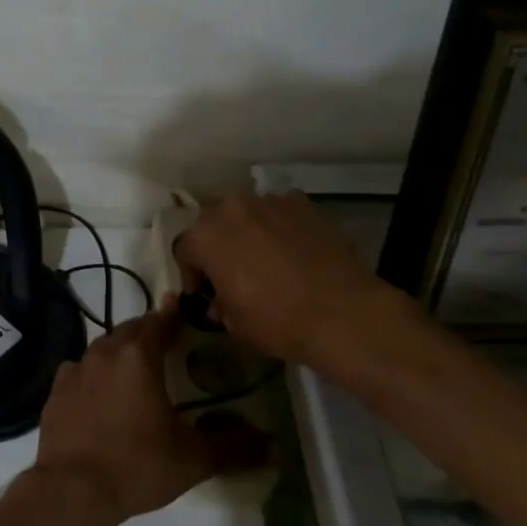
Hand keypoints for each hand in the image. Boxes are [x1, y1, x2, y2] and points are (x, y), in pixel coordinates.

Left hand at [30, 301, 267, 525]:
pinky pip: (78, 373)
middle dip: (147, 332)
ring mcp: (74, 372)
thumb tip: (271, 444)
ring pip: (101, 350)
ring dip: (118, 352)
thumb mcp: (194, 459)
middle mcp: (103, 354)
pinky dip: (92, 375)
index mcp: (137, 357)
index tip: (182, 309)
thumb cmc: (138, 465)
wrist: (72, 490)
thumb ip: (233, 447)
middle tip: (163, 341)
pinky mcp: (55, 393)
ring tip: (132, 368)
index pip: (159, 323)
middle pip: (128, 331)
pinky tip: (97, 393)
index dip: (173, 316)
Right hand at [174, 191, 433, 382]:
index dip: (192, 274)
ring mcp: (270, 201)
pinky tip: (293, 252)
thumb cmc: (277, 321)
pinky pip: (280, 213)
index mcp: (205, 236)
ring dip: (248, 233)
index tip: (205, 294)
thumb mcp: (234, 324)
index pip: (184, 250)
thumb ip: (219, 305)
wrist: (342, 312)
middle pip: (213, 224)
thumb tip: (220, 301)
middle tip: (232, 274)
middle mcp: (232, 209)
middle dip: (218, 247)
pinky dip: (280, 227)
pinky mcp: (303, 203)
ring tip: (265, 261)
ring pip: (247, 215)